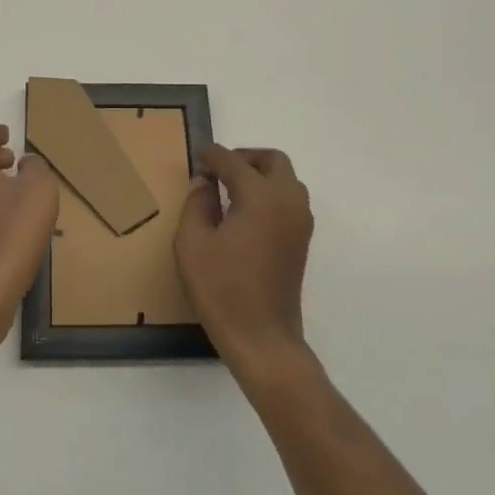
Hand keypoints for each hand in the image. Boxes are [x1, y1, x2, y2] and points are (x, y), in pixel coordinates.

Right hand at [176, 145, 314, 375]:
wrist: (262, 338)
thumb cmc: (222, 289)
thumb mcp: (192, 243)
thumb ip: (197, 203)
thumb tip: (204, 182)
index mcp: (260, 197)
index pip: (234, 162)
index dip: (212, 156)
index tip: (197, 159)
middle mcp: (287, 201)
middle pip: (272, 161)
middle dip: (244, 158)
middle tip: (218, 170)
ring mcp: (299, 222)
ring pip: (286, 179)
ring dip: (261, 174)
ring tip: (230, 190)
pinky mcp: (302, 240)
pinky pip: (290, 200)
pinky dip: (270, 193)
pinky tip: (245, 212)